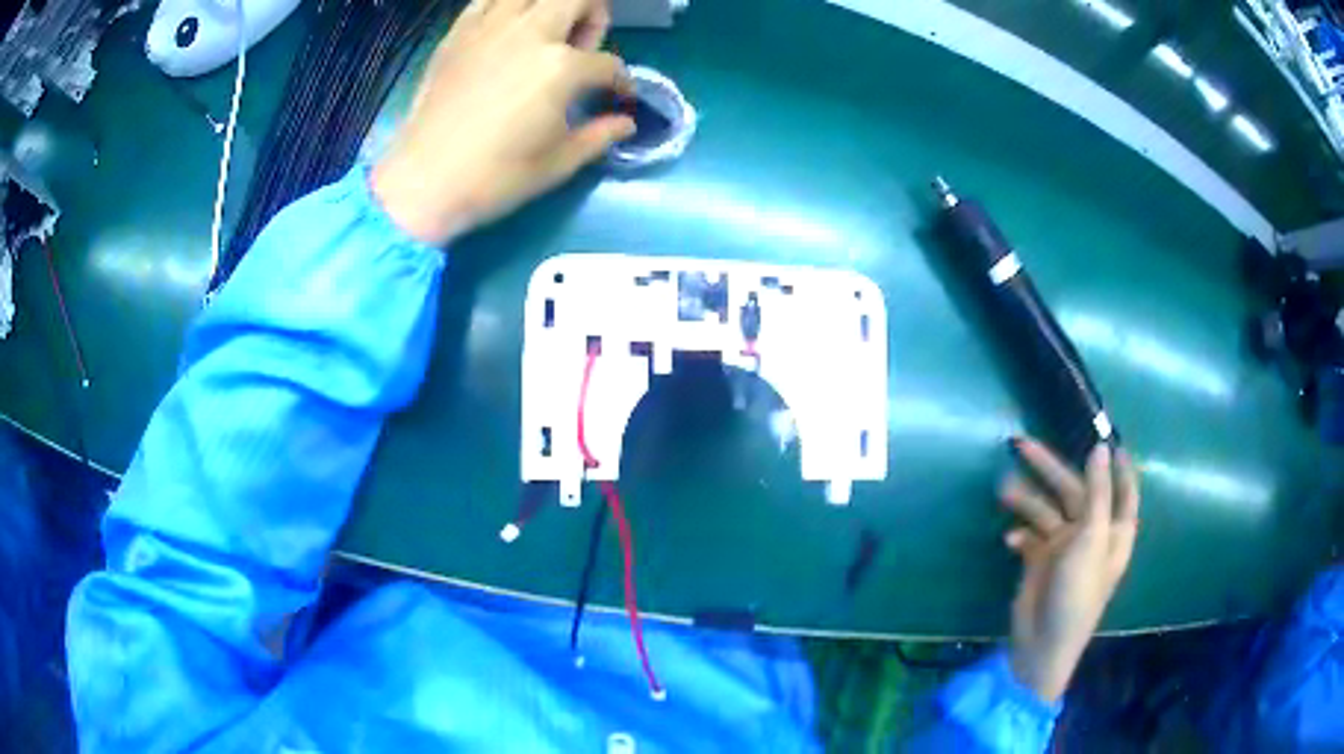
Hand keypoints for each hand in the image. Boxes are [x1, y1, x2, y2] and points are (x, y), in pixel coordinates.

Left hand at [371, 0, 634, 244]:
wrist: (421, 182)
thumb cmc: (494, 179)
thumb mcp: (558, 163)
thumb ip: (599, 135)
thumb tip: (625, 123)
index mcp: (561, 68)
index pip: (608, 64)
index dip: (621, 83)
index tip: (619, 98)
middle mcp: (529, 34)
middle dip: (594, 16)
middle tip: (582, 47)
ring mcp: (489, 28)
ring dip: (550, 6)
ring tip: (544, 33)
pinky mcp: (458, 33)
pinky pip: (488, 1)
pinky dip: (506, 7)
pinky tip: (506, 32)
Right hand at [1000, 439, 1139, 702]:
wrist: (1042, 644)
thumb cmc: (1078, 592)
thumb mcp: (1092, 539)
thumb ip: (1096, 493)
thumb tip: (1100, 448)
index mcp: (1113, 530)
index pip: (1123, 490)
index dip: (1118, 467)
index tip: (1108, 438)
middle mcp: (1091, 533)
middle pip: (1075, 491)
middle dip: (1050, 469)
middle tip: (1022, 445)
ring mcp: (1064, 547)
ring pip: (1046, 510)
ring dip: (1025, 500)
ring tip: (1001, 489)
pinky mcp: (1039, 560)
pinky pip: (1029, 535)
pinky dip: (1019, 533)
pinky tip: (1009, 540)